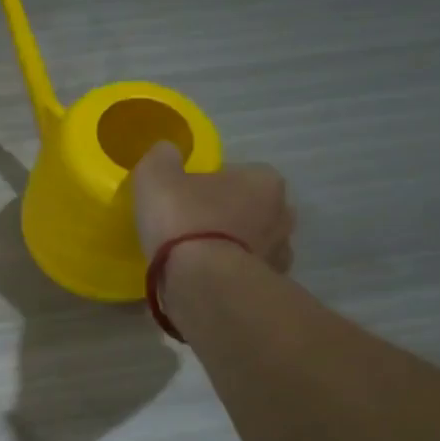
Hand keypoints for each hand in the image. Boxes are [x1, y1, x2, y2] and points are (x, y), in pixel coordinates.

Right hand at [131, 142, 294, 271]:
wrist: (202, 283)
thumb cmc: (184, 221)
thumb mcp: (156, 176)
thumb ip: (161, 158)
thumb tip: (167, 152)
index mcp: (263, 180)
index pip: (235, 174)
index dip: (206, 184)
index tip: (183, 199)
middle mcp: (282, 214)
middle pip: (247, 208)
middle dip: (225, 216)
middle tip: (189, 227)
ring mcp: (279, 254)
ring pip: (250, 243)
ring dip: (229, 247)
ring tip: (194, 259)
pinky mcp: (268, 288)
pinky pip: (244, 274)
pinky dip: (228, 275)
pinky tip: (202, 280)